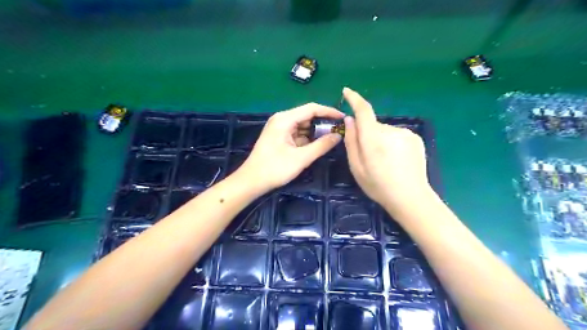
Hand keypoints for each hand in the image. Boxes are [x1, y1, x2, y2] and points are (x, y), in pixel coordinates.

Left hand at [234, 103, 344, 193]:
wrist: (251, 181)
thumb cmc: (275, 169)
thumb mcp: (301, 158)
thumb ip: (321, 145)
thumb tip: (339, 136)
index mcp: (285, 119)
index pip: (311, 108)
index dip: (329, 111)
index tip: (343, 118)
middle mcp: (281, 119)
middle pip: (307, 116)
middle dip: (323, 123)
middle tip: (339, 131)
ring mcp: (279, 128)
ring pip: (302, 125)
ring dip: (315, 132)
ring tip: (331, 138)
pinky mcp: (279, 137)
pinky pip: (297, 133)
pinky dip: (307, 138)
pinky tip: (317, 145)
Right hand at [342, 86, 432, 212]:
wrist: (411, 198)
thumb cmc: (378, 186)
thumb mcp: (356, 167)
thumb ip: (351, 141)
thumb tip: (350, 119)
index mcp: (373, 138)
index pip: (363, 110)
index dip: (354, 99)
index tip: (347, 91)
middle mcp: (390, 130)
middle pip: (373, 125)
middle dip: (368, 135)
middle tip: (369, 157)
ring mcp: (405, 133)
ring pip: (385, 131)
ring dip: (380, 141)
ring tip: (385, 162)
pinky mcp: (415, 137)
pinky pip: (396, 135)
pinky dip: (392, 143)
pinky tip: (396, 160)